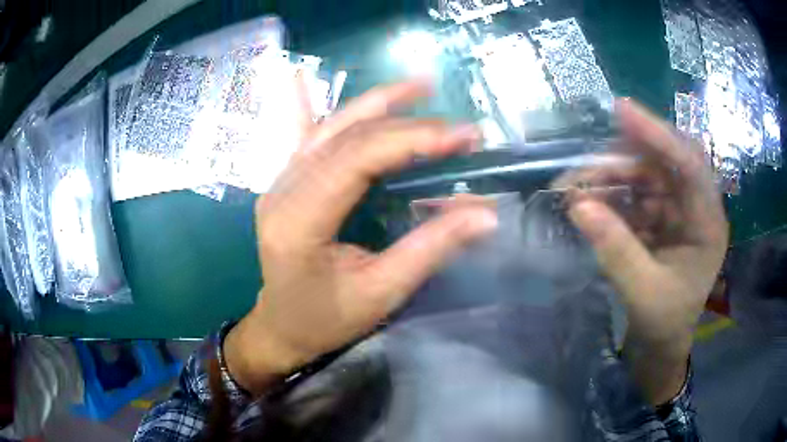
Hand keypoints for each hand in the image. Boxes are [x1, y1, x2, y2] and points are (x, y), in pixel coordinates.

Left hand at [225, 80, 497, 394]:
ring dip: (377, 104)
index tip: (462, 137)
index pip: (356, 160)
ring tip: (420, 87)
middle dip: (408, 125)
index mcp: (298, 222)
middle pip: (346, 138)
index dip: (412, 140)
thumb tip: (485, 214)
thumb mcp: (381, 293)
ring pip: (330, 127)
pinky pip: (312, 135)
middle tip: (459, 129)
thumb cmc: (326, 319)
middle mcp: (282, 190)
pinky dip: (335, 110)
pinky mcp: (286, 181)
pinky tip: (331, 85)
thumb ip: (431, 249)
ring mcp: (279, 181)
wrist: (282, 326)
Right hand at [557, 100, 727, 404]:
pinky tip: (589, 203)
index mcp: (708, 223)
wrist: (661, 342)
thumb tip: (577, 205)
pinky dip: (610, 195)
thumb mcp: (643, 292)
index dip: (658, 135)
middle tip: (583, 166)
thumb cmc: (663, 322)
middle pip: (664, 162)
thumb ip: (615, 250)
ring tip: (576, 190)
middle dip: (624, 159)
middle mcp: (695, 206)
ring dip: (610, 177)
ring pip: (644, 175)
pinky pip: (634, 194)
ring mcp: (677, 209)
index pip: (689, 164)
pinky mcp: (660, 216)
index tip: (621, 112)